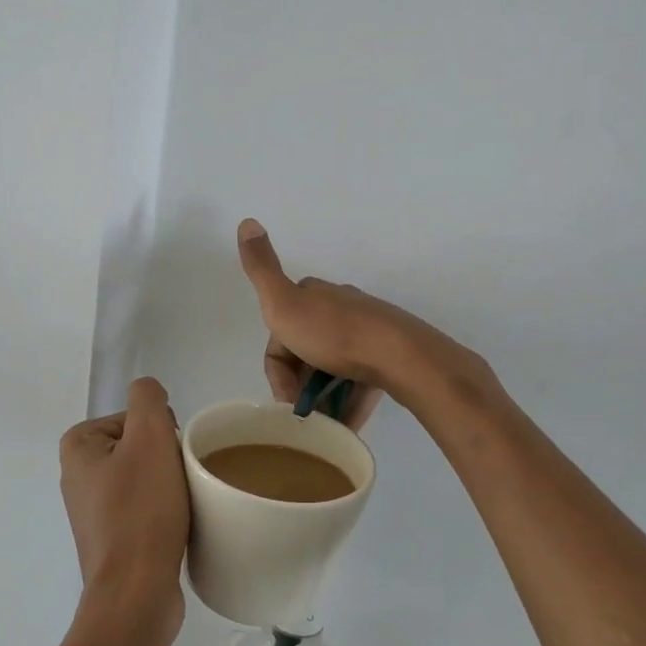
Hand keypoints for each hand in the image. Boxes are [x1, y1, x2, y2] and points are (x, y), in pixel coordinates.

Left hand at [58, 377, 189, 638]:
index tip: (170, 457)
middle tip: (179, 482)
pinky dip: (163, 511)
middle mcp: (78, 475)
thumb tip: (150, 394)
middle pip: (141, 445)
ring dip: (169, 485)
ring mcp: (94, 511)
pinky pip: (145, 508)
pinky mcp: (112, 539)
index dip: (160, 432)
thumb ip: (148, 398)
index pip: (135, 417)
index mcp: (77, 447)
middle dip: (166, 458)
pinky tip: (175, 526)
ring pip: (147, 477)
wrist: (136, 594)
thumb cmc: (141, 511)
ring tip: (180, 505)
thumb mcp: (149, 437)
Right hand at [236, 219, 478, 424]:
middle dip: (299, 384)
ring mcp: (366, 332)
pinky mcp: (386, 356)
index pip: (279, 333)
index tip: (285, 397)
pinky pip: (359, 383)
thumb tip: (246, 220)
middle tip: (303, 414)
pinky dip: (348, 404)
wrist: (399, 355)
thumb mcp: (283, 303)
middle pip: (305, 351)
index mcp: (312, 295)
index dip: (276, 369)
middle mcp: (339, 307)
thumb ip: (261, 268)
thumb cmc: (334, 335)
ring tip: (325, 425)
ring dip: (323, 398)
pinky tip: (345, 426)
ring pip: (332, 369)